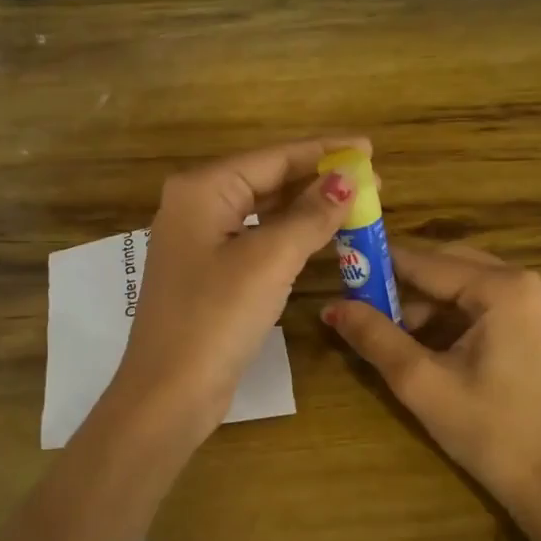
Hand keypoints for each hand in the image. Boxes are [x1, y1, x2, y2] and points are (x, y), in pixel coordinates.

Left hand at [106, 138, 367, 449]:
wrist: (169, 392)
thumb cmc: (217, 317)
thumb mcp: (270, 260)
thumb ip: (310, 215)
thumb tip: (347, 179)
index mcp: (202, 189)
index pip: (273, 157)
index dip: (324, 151)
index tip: (369, 148)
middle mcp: (195, 205)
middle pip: (266, 179)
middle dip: (318, 180)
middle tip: (371, 183)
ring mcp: (198, 240)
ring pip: (262, 210)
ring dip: (306, 208)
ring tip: (354, 205)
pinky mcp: (207, 271)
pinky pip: (255, 238)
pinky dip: (288, 235)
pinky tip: (319, 236)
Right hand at [322, 245, 540, 540]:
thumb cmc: (486, 431)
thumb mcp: (421, 382)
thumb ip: (374, 336)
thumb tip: (331, 306)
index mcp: (506, 289)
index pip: (428, 263)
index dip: (381, 265)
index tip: (344, 265)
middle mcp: (531, 282)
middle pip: (451, 265)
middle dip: (406, 283)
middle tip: (363, 300)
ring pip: (468, 283)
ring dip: (429, 302)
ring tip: (391, 329)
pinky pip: (488, 301)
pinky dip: (455, 313)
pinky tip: (429, 340)